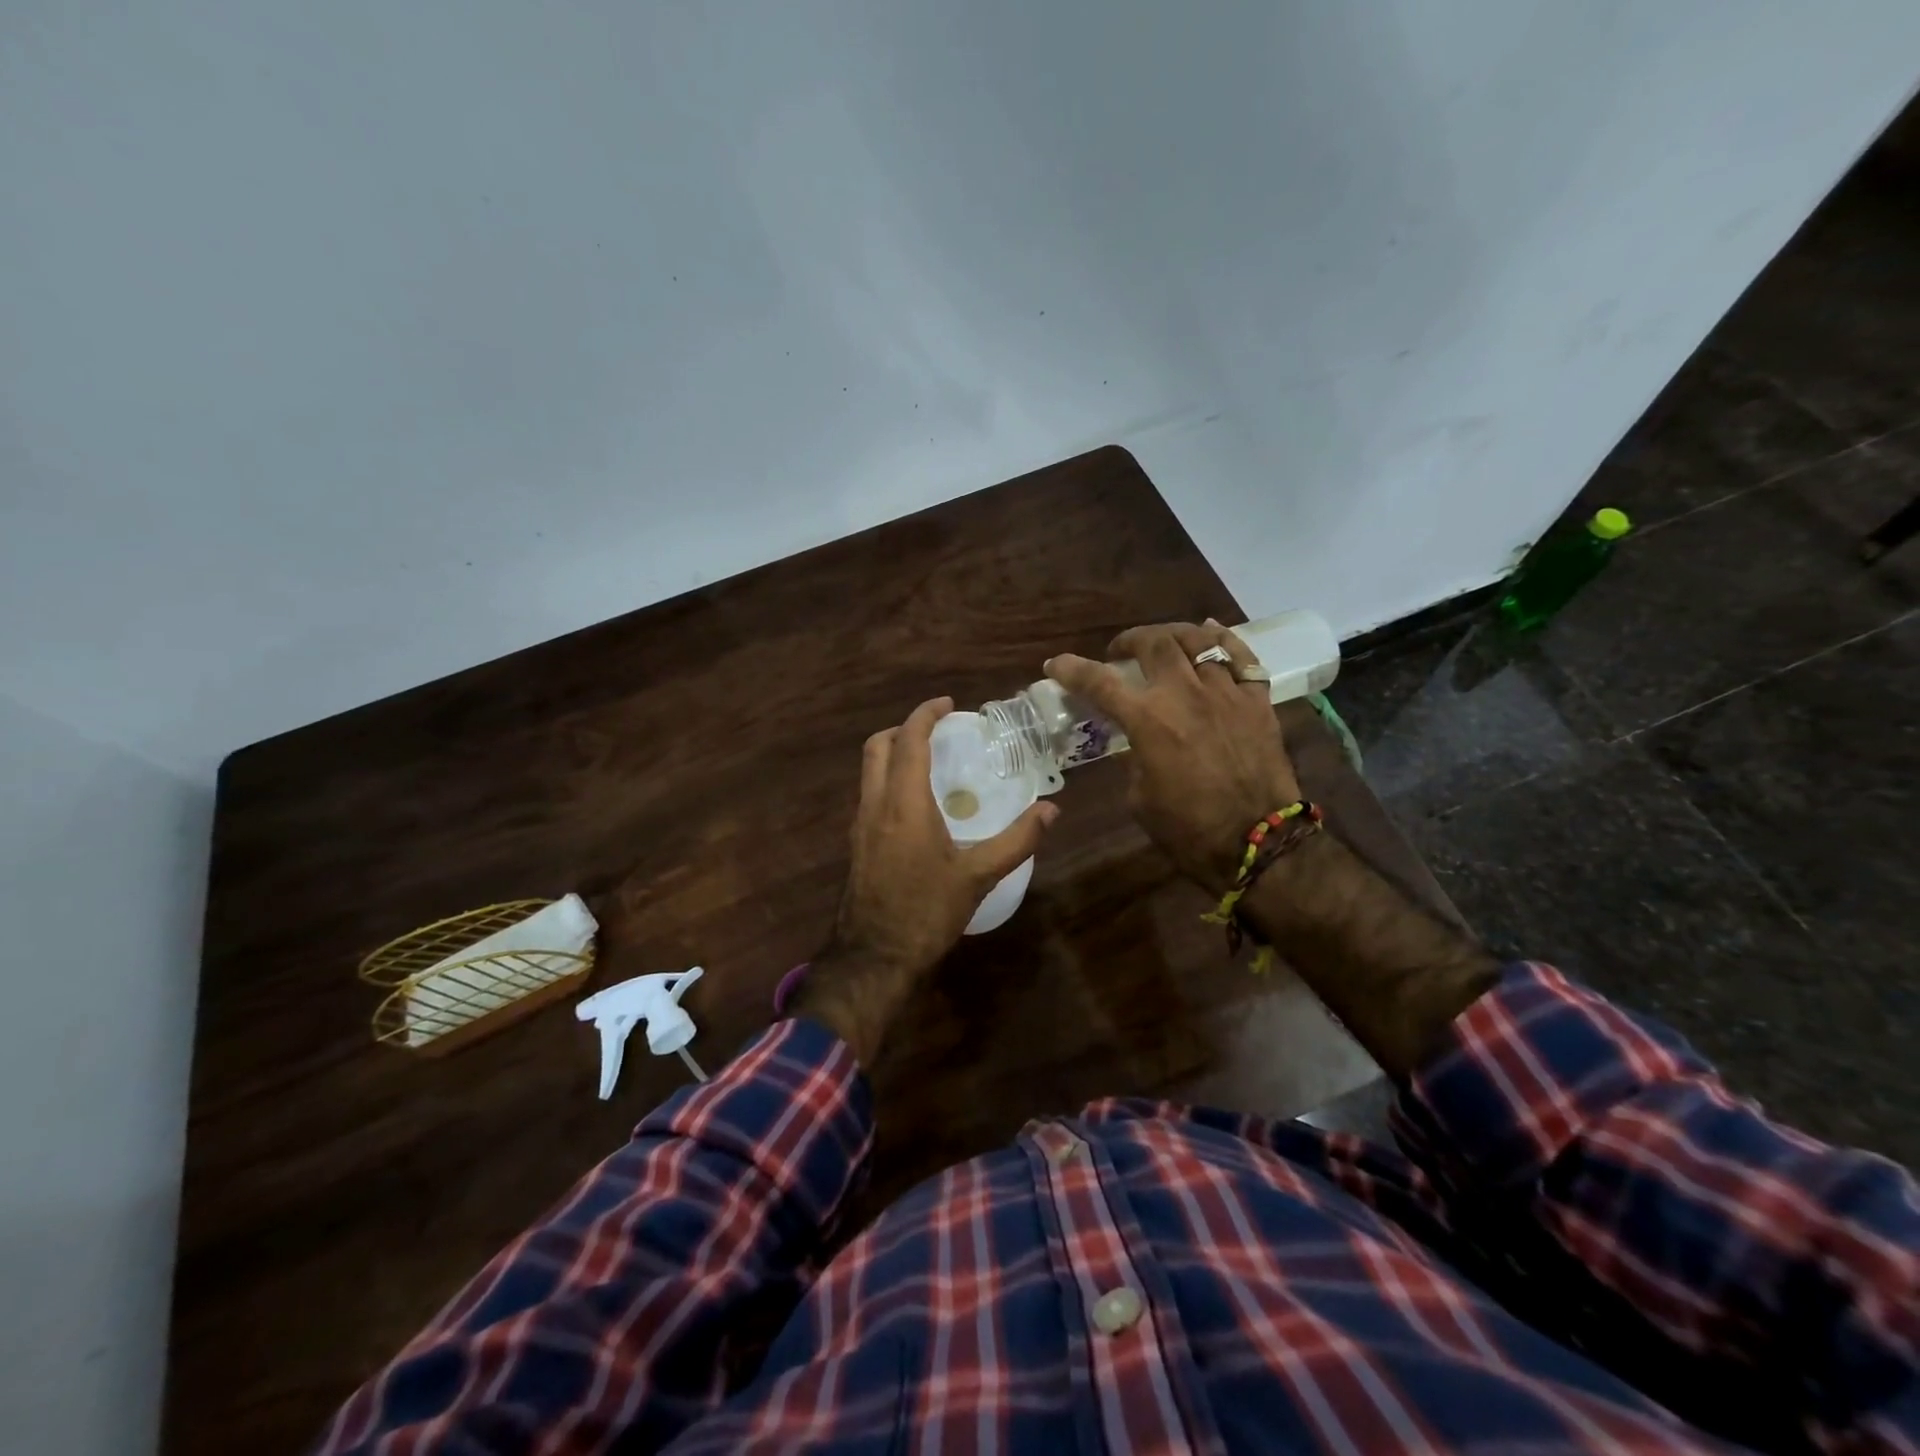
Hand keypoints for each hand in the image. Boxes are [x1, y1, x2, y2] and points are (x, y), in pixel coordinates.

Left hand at [790, 697, 1058, 1065]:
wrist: (873, 957)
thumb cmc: (926, 912)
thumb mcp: (978, 877)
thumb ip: (1017, 840)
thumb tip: (1051, 810)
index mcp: (904, 803)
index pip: (909, 740)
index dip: (926, 714)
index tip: (948, 704)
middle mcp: (875, 804)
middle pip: (878, 746)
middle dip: (905, 728)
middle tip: (937, 731)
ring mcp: (860, 824)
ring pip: (869, 770)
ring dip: (894, 753)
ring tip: (930, 762)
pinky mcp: (856, 843)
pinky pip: (869, 793)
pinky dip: (889, 779)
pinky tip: (916, 804)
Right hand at [1047, 621, 1298, 894]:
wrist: (1258, 843)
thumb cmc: (1188, 829)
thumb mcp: (1140, 797)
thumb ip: (1134, 759)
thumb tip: (1137, 743)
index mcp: (1148, 720)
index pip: (1099, 682)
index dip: (1071, 669)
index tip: (1055, 664)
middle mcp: (1184, 694)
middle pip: (1154, 643)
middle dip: (1130, 640)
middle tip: (1120, 651)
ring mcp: (1226, 692)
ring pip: (1198, 640)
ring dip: (1172, 635)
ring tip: (1164, 642)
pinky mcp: (1257, 701)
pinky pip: (1242, 656)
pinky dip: (1223, 639)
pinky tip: (1211, 633)